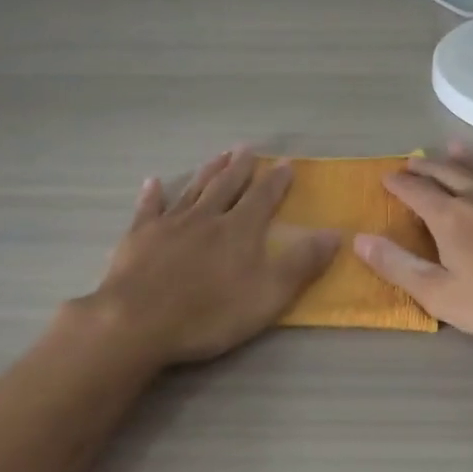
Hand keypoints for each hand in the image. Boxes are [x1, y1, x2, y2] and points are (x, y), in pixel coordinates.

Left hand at [82, 148, 339, 365]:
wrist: (137, 322)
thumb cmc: (209, 313)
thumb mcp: (268, 295)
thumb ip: (302, 263)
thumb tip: (335, 233)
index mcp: (240, 230)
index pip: (263, 197)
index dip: (276, 181)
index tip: (286, 163)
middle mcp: (207, 217)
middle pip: (227, 186)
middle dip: (240, 167)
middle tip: (247, 149)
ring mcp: (170, 224)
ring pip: (193, 190)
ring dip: (208, 172)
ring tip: (218, 156)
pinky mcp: (138, 237)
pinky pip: (148, 208)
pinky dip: (152, 194)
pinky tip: (153, 182)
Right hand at [352, 143, 472, 350]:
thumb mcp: (442, 295)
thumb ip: (399, 267)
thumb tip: (360, 239)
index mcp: (450, 218)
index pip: (416, 192)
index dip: (398, 184)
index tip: (386, 178)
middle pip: (446, 173)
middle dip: (425, 166)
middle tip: (411, 160)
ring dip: (463, 158)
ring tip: (450, 146)